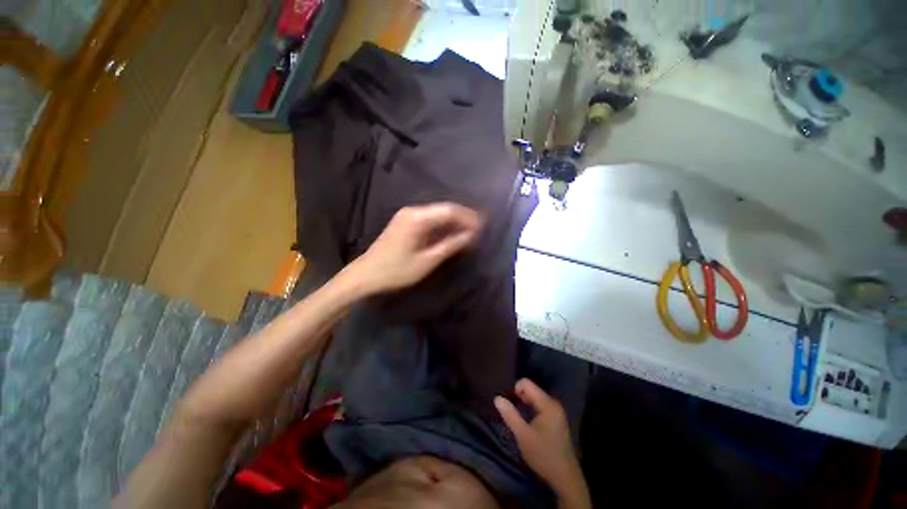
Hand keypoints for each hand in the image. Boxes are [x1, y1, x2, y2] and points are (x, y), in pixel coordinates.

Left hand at [347, 202, 481, 294]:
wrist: (366, 275)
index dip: (468, 218)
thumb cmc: (396, 271)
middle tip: (479, 229)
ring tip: (469, 232)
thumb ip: (450, 246)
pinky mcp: (405, 222)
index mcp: (418, 218)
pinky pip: (430, 219)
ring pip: (438, 213)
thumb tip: (470, 236)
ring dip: (454, 222)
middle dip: (463, 218)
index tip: (482, 227)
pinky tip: (451, 234)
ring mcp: (408, 215)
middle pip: (444, 209)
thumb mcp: (427, 261)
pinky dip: (442, 226)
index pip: (449, 211)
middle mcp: (413, 211)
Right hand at [494, 379, 589, 507]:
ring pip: (534, 397)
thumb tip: (497, 398)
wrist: (565, 478)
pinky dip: (530, 409)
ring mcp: (556, 411)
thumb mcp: (523, 435)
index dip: (514, 389)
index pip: (526, 383)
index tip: (508, 404)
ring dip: (523, 404)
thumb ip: (510, 415)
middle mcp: (553, 403)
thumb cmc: (543, 455)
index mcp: (547, 404)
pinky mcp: (556, 418)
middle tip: (510, 412)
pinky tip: (525, 422)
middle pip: (531, 389)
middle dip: (518, 397)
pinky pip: (539, 405)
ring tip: (515, 417)